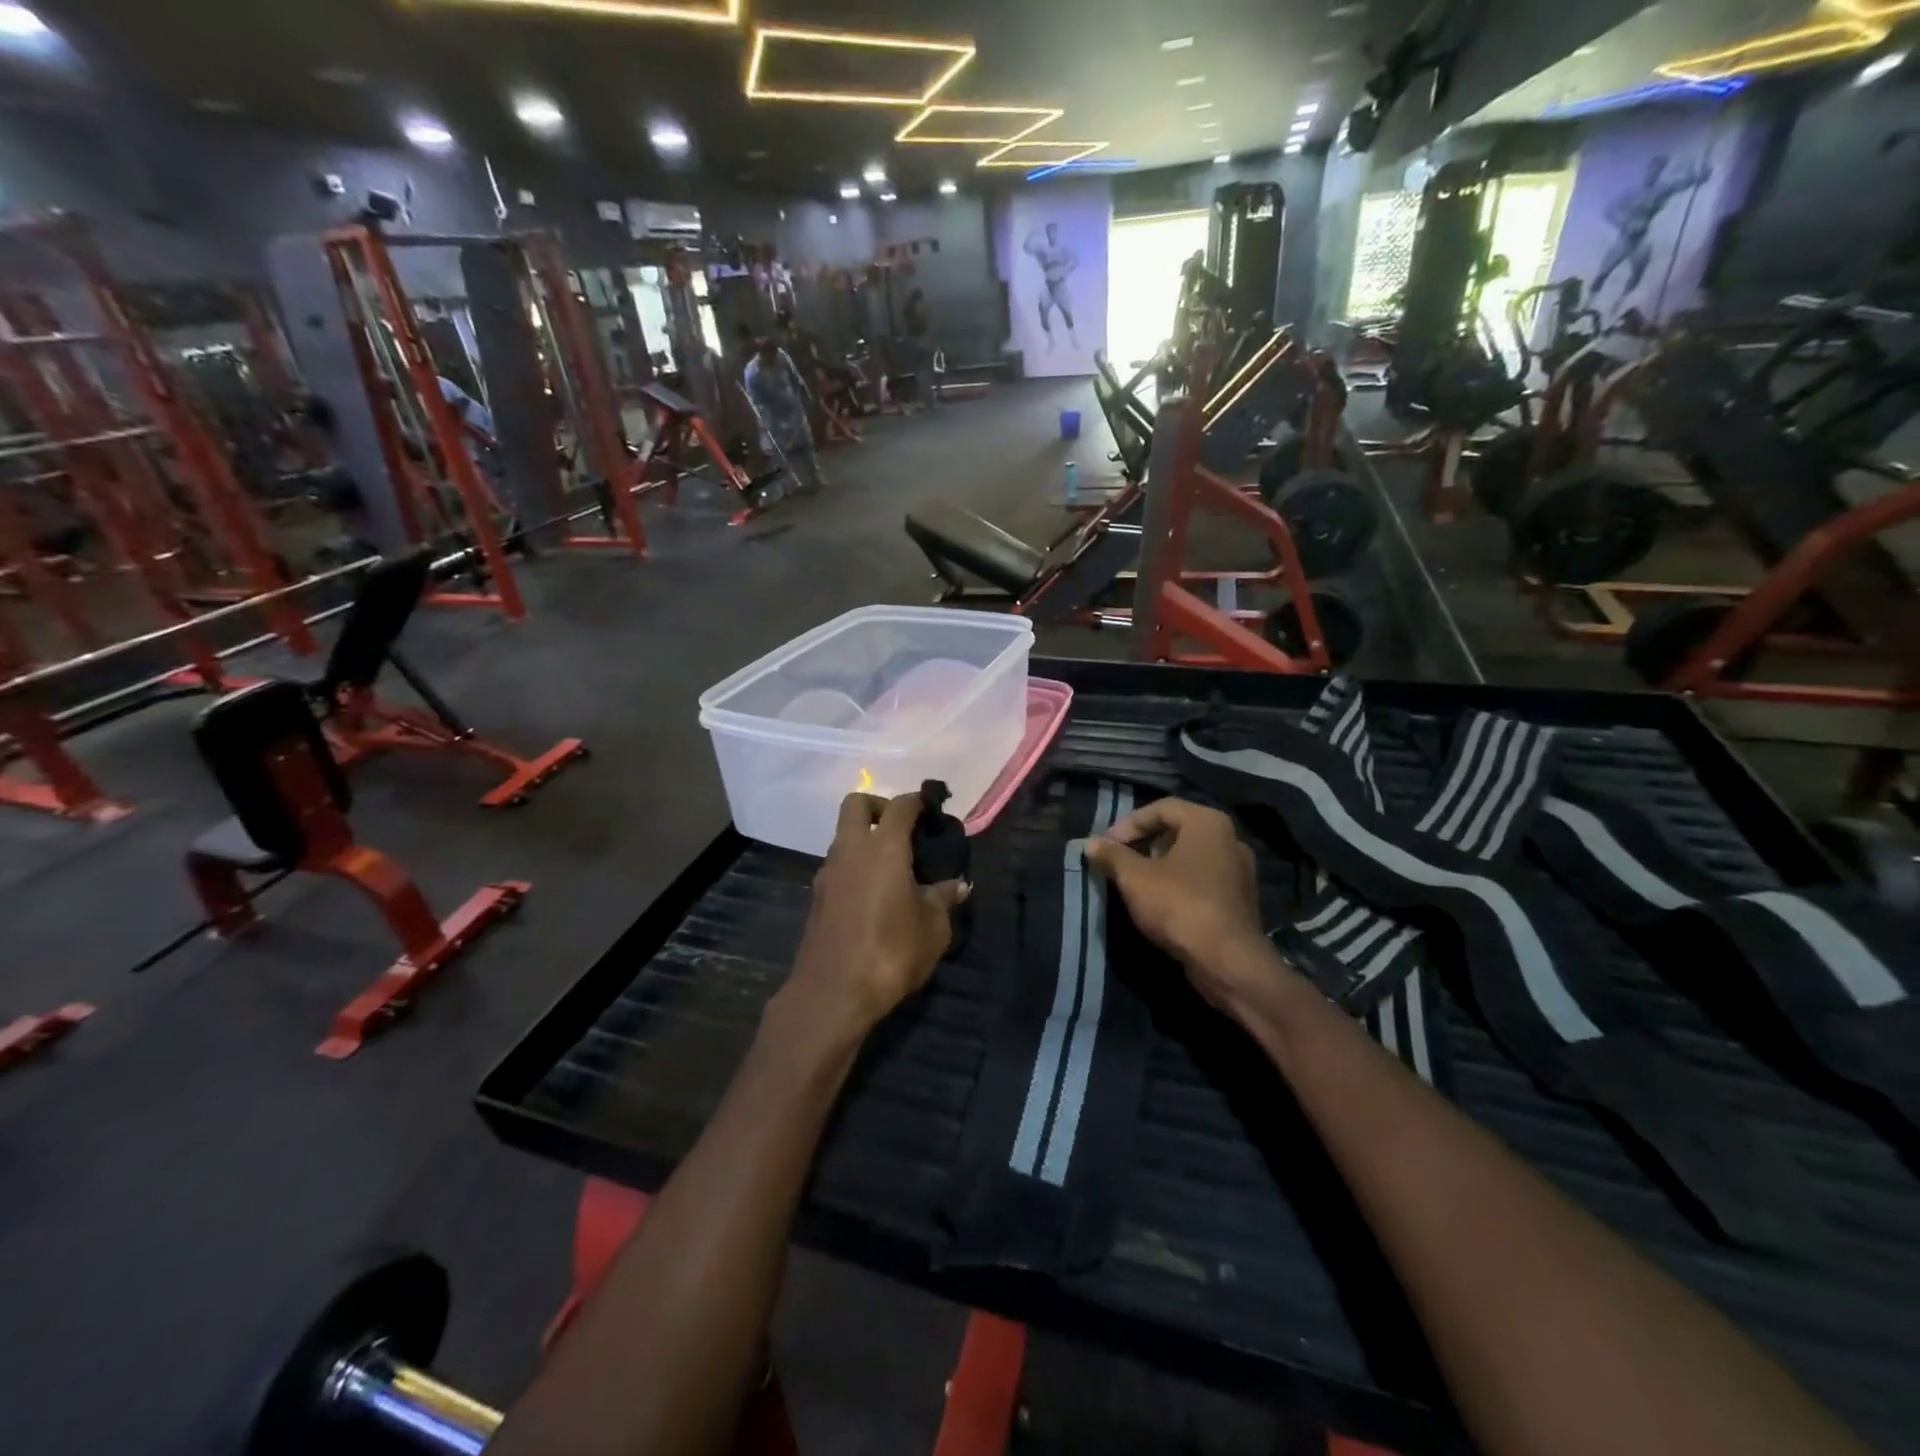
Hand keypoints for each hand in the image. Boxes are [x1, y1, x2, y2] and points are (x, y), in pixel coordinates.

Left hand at [783, 792, 969, 1039]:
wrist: (833, 994)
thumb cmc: (891, 952)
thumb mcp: (933, 928)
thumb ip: (944, 899)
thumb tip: (958, 885)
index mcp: (883, 848)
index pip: (899, 806)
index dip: (917, 802)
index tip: (931, 810)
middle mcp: (850, 850)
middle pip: (856, 804)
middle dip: (879, 807)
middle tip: (903, 830)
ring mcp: (828, 873)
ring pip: (843, 836)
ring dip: (865, 839)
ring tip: (894, 867)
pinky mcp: (818, 897)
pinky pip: (838, 865)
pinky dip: (855, 866)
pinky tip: (875, 894)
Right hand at [1085, 798, 1291, 1015]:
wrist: (1227, 961)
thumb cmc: (1179, 905)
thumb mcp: (1135, 878)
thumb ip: (1112, 856)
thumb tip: (1091, 843)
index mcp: (1208, 823)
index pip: (1162, 808)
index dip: (1129, 824)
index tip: (1107, 845)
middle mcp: (1230, 839)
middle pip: (1178, 830)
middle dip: (1145, 844)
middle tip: (1120, 861)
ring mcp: (1239, 871)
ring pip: (1191, 857)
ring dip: (1160, 865)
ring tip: (1135, 884)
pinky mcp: (1240, 899)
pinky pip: (1203, 879)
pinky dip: (1179, 884)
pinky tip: (1160, 904)